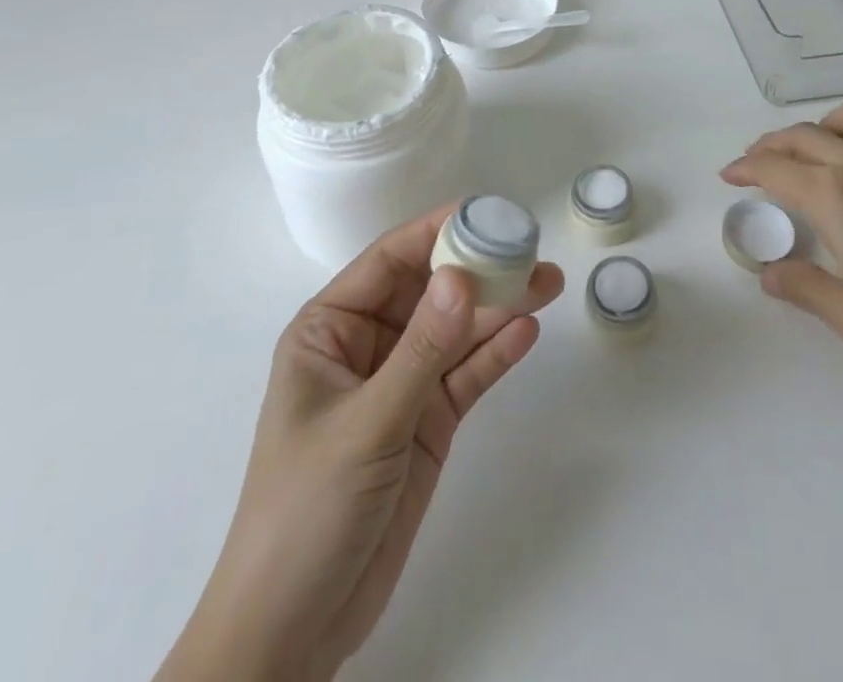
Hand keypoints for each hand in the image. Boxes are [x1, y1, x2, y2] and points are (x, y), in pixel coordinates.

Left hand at [156, 206, 564, 681]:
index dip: (436, 231)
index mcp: (331, 330)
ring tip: (547, 283)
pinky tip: (527, 332)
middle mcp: (369, 346)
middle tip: (531, 250)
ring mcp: (401, 384)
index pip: (389, 261)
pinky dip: (495, 355)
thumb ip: (421, 350)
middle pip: (431, 292)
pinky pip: (465, 375)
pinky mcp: (427, 422)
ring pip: (456, 331)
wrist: (294, 630)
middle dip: (479, 270)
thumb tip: (462, 276)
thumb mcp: (366, 424)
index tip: (485, 213)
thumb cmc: (306, 511)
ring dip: (498, 308)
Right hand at [722, 97, 842, 402]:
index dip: (745, 169)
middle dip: (772, 144)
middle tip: (756, 164)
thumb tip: (767, 273)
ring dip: (830, 122)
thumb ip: (805, 289)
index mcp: (835, 201)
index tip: (728, 177)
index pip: (775, 170)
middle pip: (806, 137)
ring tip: (819, 146)